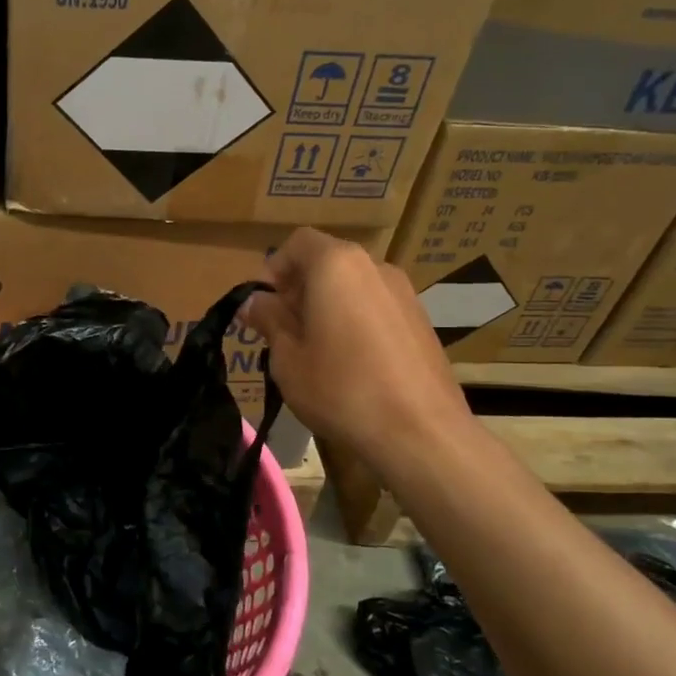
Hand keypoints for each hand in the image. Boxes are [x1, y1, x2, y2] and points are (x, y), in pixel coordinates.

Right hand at [239, 229, 474, 472]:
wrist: (420, 432)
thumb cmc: (341, 389)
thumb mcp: (288, 358)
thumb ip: (269, 320)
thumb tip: (254, 301)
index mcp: (336, 265)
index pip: (298, 242)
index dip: (275, 268)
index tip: (265, 305)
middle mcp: (374, 267)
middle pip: (327, 262)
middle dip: (300, 288)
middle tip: (283, 330)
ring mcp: (404, 293)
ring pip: (353, 285)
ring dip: (328, 305)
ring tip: (316, 349)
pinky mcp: (421, 320)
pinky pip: (376, 306)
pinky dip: (355, 320)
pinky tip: (351, 362)